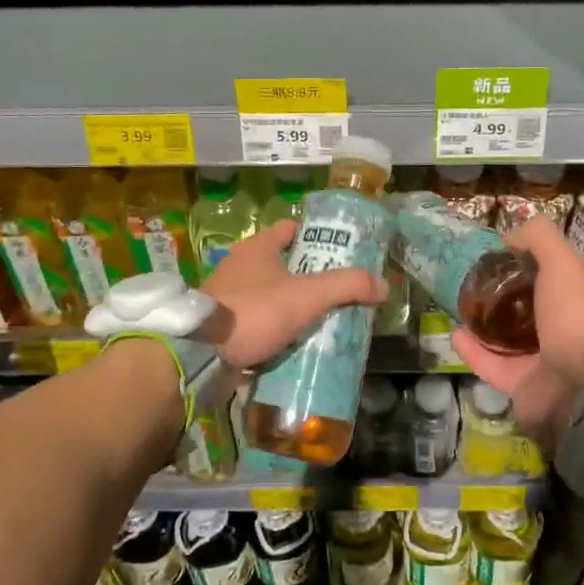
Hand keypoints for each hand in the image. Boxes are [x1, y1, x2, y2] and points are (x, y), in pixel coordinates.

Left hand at [198, 220, 388, 369]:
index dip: (314, 236)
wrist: (200, 354)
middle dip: (309, 276)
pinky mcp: (222, 327)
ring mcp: (228, 297)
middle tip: (338, 290)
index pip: (289, 229)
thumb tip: (383, 285)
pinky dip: (276, 331)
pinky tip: (296, 344)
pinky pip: (258, 324)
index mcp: (256, 248)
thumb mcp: (307, 295)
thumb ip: (346, 286)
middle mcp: (238, 267)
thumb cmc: (254, 311)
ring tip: (322, 319)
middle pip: (282, 264)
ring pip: (270, 296)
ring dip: (292, 306)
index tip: (338, 251)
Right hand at [452, 217, 583, 446]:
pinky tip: (455, 332)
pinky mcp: (518, 385)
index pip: (547, 280)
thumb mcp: (562, 263)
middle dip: (498, 296)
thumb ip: (539, 239)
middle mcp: (558, 332)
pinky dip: (471, 350)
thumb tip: (509, 236)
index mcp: (573, 303)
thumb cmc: (572, 317)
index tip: (495, 256)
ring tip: (458, 306)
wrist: (579, 384)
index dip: (523, 266)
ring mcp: (538, 362)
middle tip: (470, 282)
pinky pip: (489, 364)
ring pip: (503, 339)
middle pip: (523, 310)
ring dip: (481, 323)